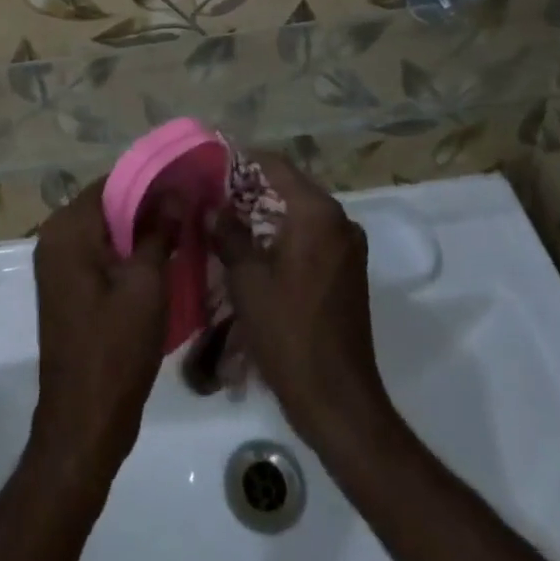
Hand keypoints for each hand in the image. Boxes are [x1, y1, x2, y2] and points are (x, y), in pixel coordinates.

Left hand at [30, 180, 175, 483]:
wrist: (84, 425)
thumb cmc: (115, 350)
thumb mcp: (146, 285)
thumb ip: (160, 231)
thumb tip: (176, 192)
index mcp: (67, 229)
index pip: (111, 182)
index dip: (150, 179)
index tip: (186, 180)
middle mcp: (55, 238)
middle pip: (107, 204)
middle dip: (148, 203)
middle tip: (190, 204)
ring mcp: (59, 265)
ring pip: (106, 230)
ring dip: (140, 229)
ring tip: (183, 227)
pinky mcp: (69, 288)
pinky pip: (100, 253)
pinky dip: (127, 251)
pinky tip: (162, 258)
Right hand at [211, 157, 391, 452]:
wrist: (337, 400)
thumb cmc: (289, 333)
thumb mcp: (247, 279)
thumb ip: (229, 234)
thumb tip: (212, 208)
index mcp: (318, 213)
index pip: (277, 165)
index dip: (242, 160)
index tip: (211, 163)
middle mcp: (339, 220)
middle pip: (290, 186)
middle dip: (252, 188)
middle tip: (214, 194)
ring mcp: (348, 246)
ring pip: (300, 212)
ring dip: (267, 213)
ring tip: (227, 221)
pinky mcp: (348, 270)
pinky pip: (311, 235)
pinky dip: (284, 234)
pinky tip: (255, 249)